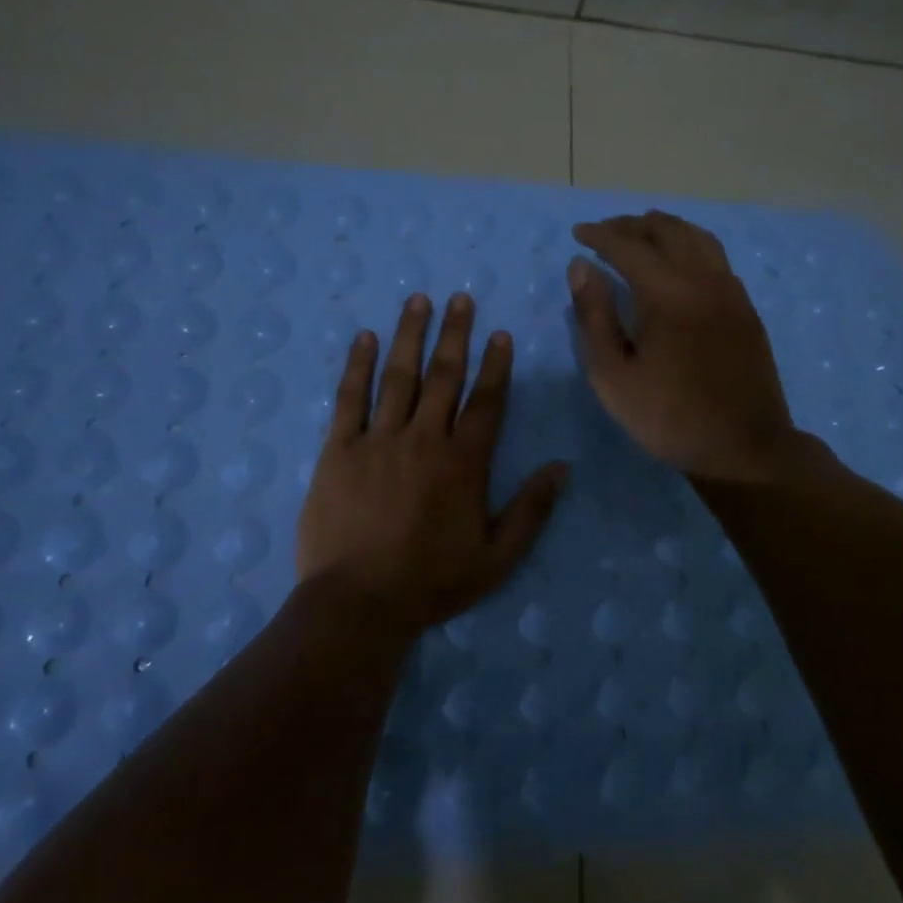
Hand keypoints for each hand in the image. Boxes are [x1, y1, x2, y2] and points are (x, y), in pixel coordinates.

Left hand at [297, 292, 567, 638]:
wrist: (358, 603)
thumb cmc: (432, 582)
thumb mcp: (497, 557)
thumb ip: (532, 510)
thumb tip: (562, 467)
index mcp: (463, 462)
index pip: (486, 401)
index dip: (495, 365)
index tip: (499, 334)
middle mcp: (423, 439)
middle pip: (443, 376)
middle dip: (455, 334)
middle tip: (459, 299)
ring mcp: (378, 440)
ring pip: (398, 376)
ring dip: (410, 335)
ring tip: (418, 300)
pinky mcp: (339, 450)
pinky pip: (350, 399)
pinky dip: (357, 366)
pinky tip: (365, 339)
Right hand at [569, 211, 797, 482]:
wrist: (743, 448)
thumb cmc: (668, 417)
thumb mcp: (613, 375)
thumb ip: (594, 316)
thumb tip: (581, 267)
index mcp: (668, 293)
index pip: (628, 247)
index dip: (600, 236)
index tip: (578, 233)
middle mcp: (703, 279)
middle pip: (667, 232)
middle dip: (632, 225)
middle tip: (606, 230)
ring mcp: (731, 292)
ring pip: (698, 238)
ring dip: (666, 229)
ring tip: (642, 232)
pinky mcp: (746, 308)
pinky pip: (716, 258)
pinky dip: (691, 245)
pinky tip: (681, 262)